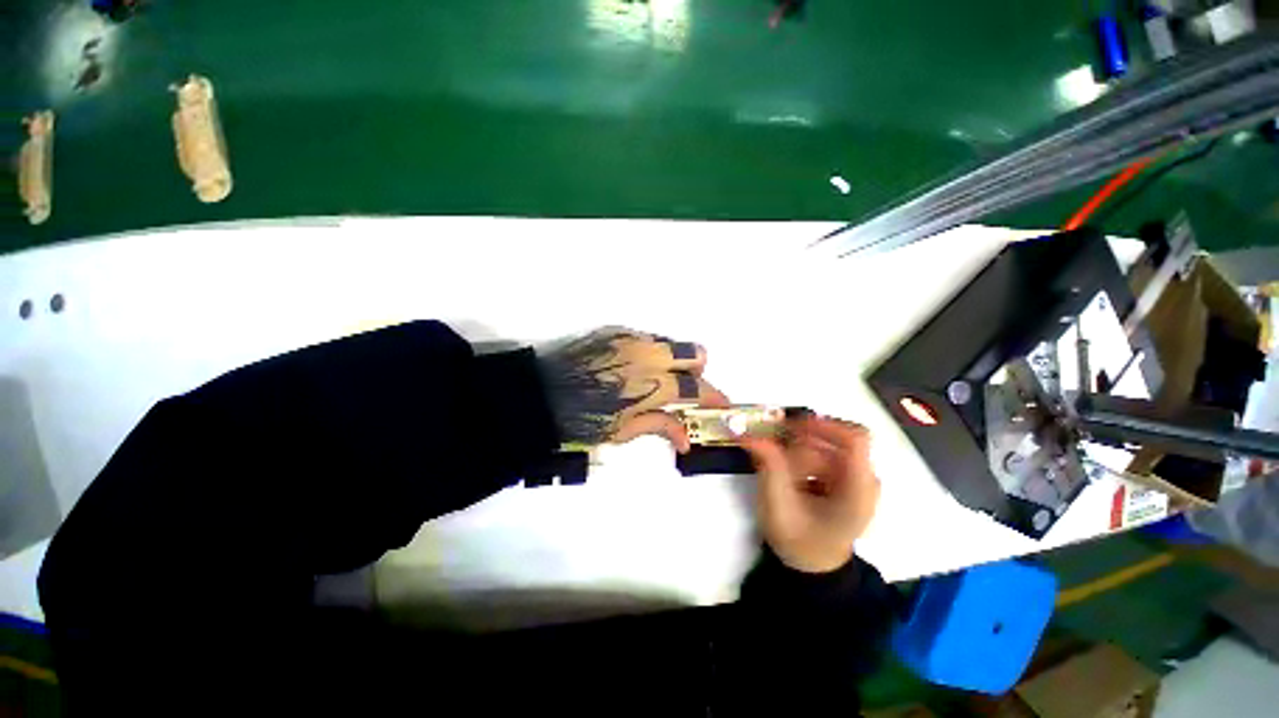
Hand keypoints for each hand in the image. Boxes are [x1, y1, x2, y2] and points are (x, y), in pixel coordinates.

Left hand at [537, 327, 729, 450]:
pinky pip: (646, 338)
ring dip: (673, 360)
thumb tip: (687, 440)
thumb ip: (660, 427)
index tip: (721, 405)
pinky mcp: (616, 331)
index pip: (698, 388)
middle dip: (697, 371)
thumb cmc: (581, 421)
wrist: (539, 394)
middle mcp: (649, 354)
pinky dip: (650, 353)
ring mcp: (632, 338)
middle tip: (683, 391)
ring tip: (654, 380)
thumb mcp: (623, 431)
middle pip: (694, 352)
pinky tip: (632, 369)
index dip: (714, 397)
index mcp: (654, 384)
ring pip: (670, 342)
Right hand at [739, 417, 880, 572]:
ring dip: (798, 450)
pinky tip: (788, 471)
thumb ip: (768, 466)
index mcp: (859, 492)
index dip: (823, 425)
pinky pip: (824, 451)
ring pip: (826, 444)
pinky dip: (802, 453)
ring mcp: (857, 477)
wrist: (812, 563)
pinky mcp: (847, 475)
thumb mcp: (777, 506)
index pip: (855, 439)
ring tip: (779, 470)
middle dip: (800, 443)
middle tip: (773, 450)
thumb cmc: (798, 540)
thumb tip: (749, 433)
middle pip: (833, 441)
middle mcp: (865, 480)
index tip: (790, 426)